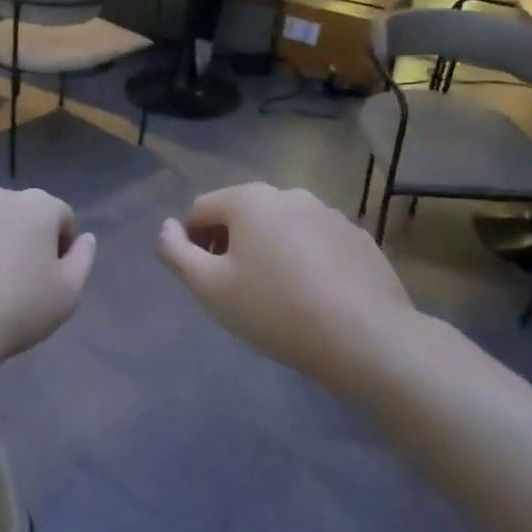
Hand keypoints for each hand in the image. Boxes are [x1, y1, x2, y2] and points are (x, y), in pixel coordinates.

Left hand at [0, 187, 95, 374]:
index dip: (62, 246)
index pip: (61, 216)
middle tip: (18, 280)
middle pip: (19, 214)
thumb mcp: (68, 294)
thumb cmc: (17, 308)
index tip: (53, 277)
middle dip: (23, 238)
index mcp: (36, 206)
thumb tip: (85, 239)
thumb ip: (83, 259)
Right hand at [157, 184, 415, 381]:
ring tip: (278, 296)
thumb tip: (166, 226)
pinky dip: (306, 260)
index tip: (205, 281)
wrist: (366, 338)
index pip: (201, 210)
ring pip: (282, 228)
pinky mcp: (358, 238)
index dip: (192, 243)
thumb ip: (175, 252)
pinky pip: (316, 243)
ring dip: (269, 251)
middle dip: (231, 245)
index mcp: (250, 199)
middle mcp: (290, 194)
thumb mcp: (209, 288)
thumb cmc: (275, 310)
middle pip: (243, 214)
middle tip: (237, 290)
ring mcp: (330, 214)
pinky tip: (314, 297)